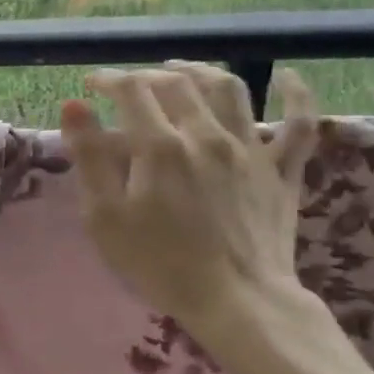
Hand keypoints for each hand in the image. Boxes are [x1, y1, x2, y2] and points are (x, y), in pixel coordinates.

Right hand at [60, 63, 320, 347]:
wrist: (238, 303)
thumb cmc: (160, 264)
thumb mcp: (106, 217)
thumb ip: (89, 157)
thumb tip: (74, 104)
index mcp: (161, 146)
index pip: (131, 90)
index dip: (108, 79)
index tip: (91, 84)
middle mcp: (206, 135)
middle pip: (176, 83)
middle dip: (146, 75)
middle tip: (128, 85)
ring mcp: (250, 149)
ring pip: (229, 89)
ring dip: (201, 70)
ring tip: (182, 70)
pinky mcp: (282, 171)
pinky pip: (299, 125)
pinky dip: (295, 96)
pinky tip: (287, 76)